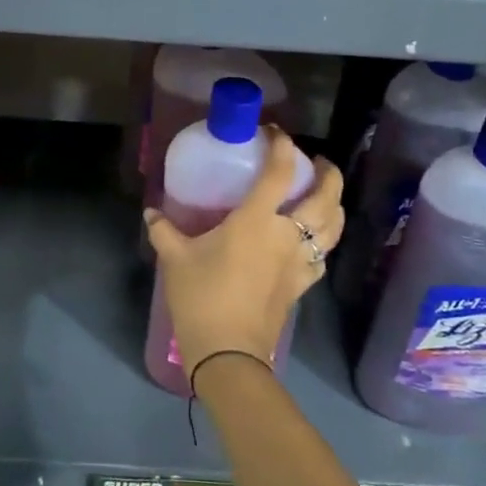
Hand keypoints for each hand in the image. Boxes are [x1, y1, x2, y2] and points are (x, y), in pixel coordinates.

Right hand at [145, 132, 345, 381]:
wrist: (228, 353)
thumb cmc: (202, 297)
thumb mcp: (175, 259)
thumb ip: (164, 231)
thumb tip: (151, 213)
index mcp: (257, 221)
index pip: (280, 173)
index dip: (282, 146)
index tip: (275, 132)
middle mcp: (287, 235)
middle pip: (325, 198)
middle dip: (328, 174)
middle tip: (317, 162)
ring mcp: (300, 263)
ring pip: (333, 227)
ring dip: (334, 205)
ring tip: (324, 195)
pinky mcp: (302, 286)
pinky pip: (323, 256)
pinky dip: (324, 240)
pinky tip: (313, 240)